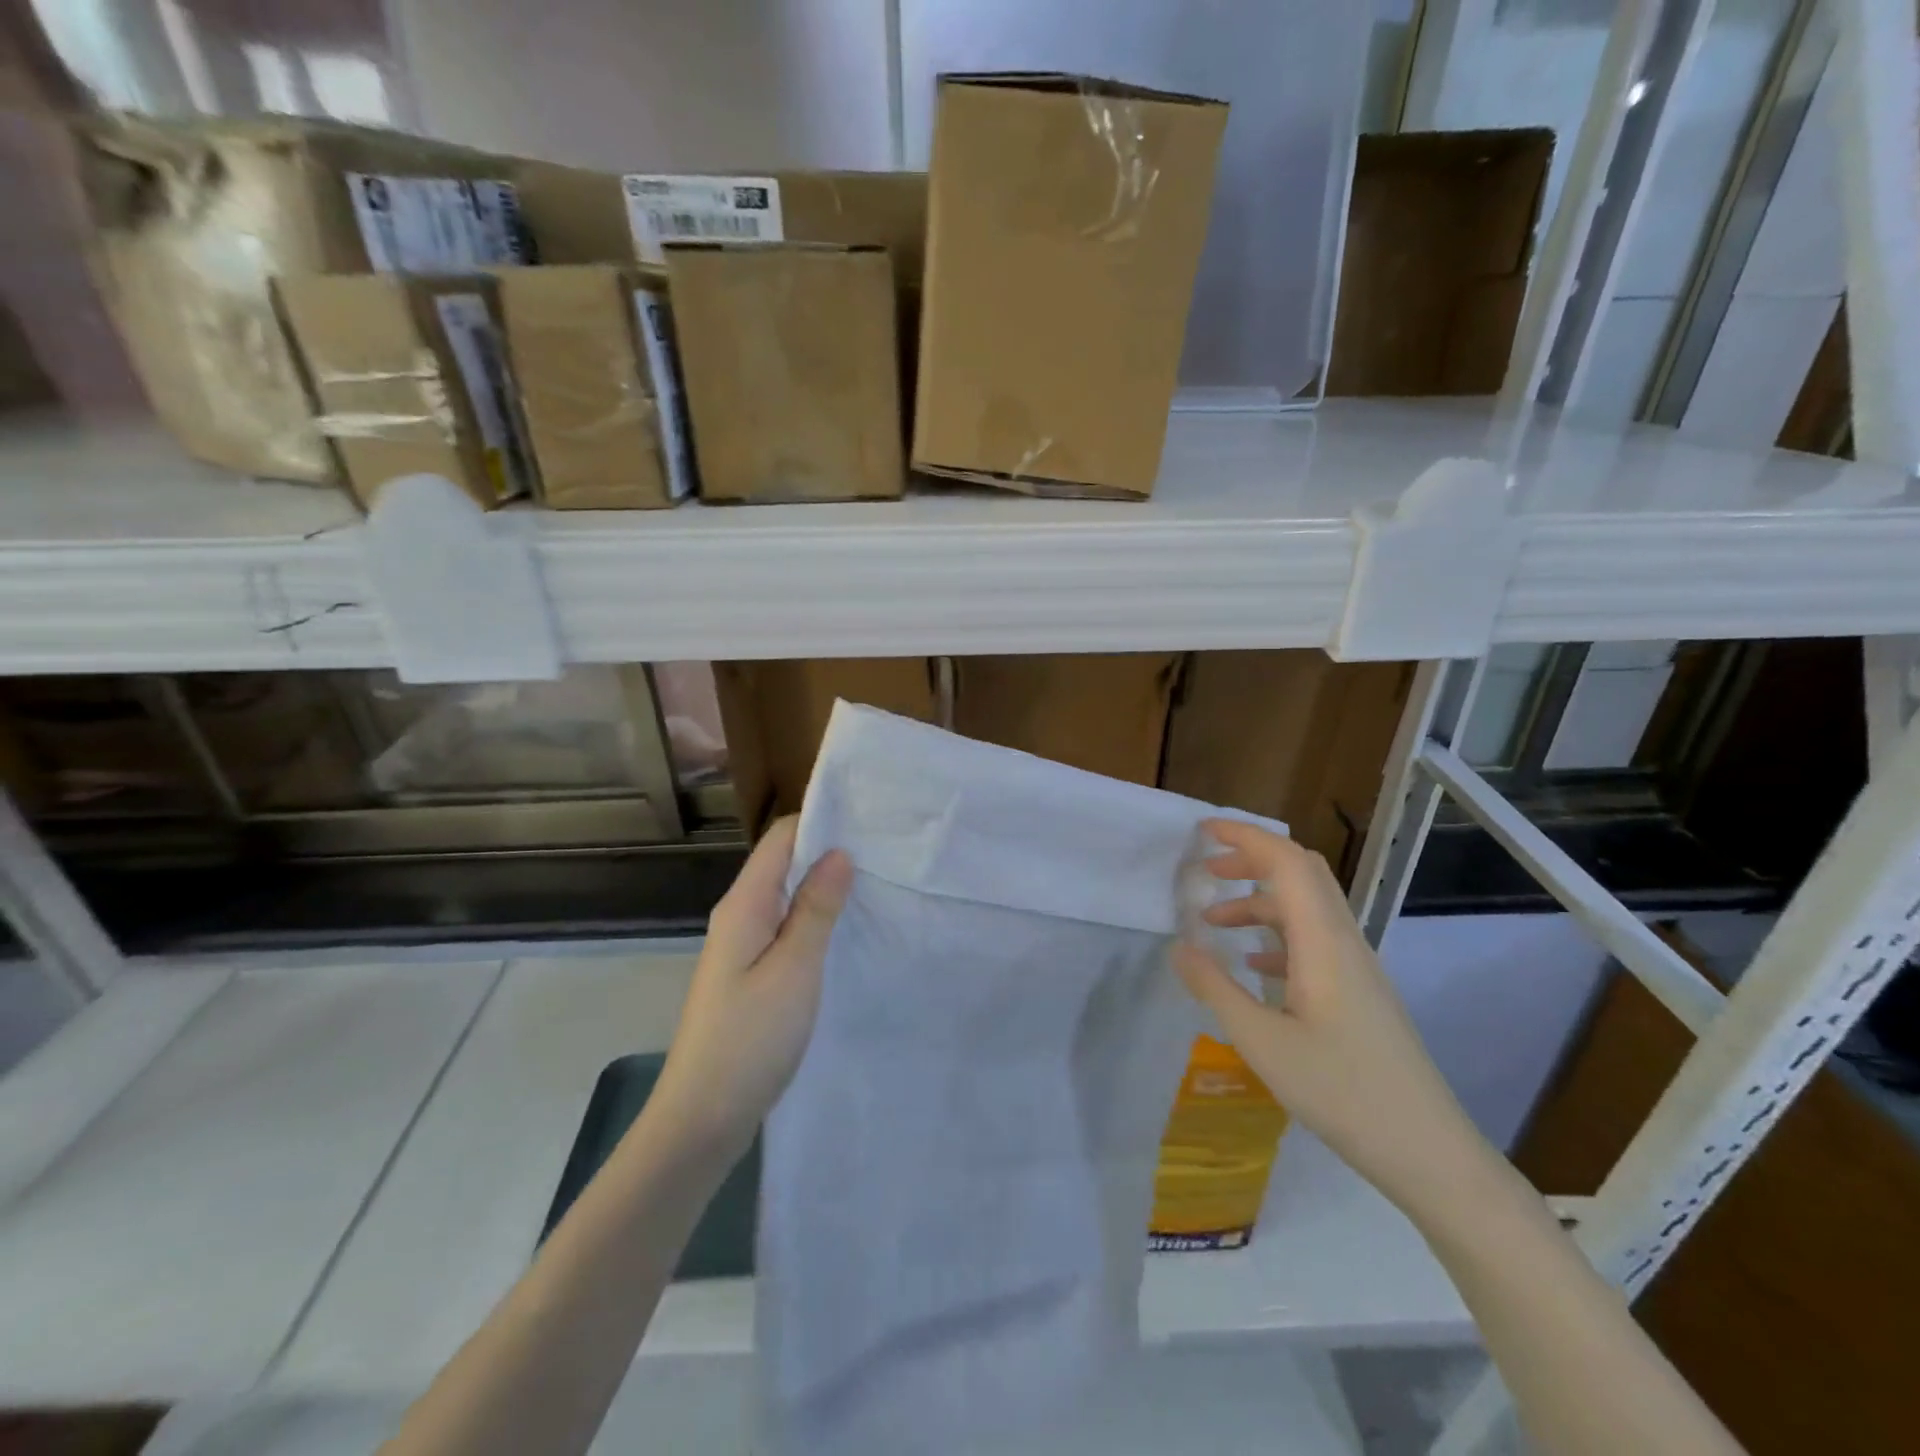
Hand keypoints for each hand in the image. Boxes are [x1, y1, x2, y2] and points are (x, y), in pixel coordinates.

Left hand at [653, 817, 851, 1156]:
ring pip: (787, 897)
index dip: (821, 821)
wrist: (702, 1118)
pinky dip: (815, 920)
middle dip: (829, 852)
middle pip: (784, 863)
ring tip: (875, 883)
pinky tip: (845, 930)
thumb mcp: (793, 969)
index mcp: (744, 905)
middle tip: (884, 851)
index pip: (781, 838)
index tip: (869, 819)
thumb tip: (839, 852)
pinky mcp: (751, 975)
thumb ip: (816, 908)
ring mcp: (743, 947)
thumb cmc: (750, 1039)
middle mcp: (739, 916)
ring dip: (824, 888)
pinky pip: (786, 928)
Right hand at [1172, 819, 1489, 1213]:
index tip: (1202, 830)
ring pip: (1305, 908)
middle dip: (1251, 859)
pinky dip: (1275, 934)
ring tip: (1212, 922)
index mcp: (1323, 941)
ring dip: (1259, 901)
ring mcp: (1355, 966)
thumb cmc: (1342, 1091)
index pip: (1286, 862)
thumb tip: (1178, 946)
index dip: (1245, 836)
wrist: (1427, 1150)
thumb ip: (1215, 988)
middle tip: (1206, 867)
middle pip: (1300, 873)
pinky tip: (1252, 964)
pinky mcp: (1358, 991)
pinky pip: (1312, 940)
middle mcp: (1343, 941)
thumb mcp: (1262, 1042)